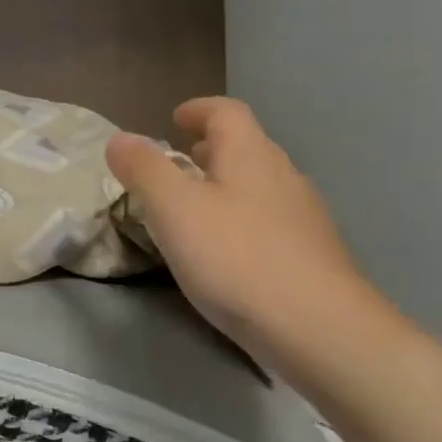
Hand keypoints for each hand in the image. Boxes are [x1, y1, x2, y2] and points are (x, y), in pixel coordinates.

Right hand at [106, 98, 384, 350]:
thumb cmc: (237, 258)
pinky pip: (270, 220)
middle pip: (246, 146)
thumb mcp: (173, 209)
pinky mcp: (313, 255)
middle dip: (210, 148)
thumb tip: (119, 139)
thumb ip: (144, 169)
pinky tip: (227, 251)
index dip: (198, 110)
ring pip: (259, 184)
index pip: (226, 112)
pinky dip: (242, 218)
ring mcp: (305, 217)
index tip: (174, 119)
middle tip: (179, 162)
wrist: (322, 331)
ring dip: (227, 184)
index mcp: (250, 155)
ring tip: (196, 207)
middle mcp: (283, 175)